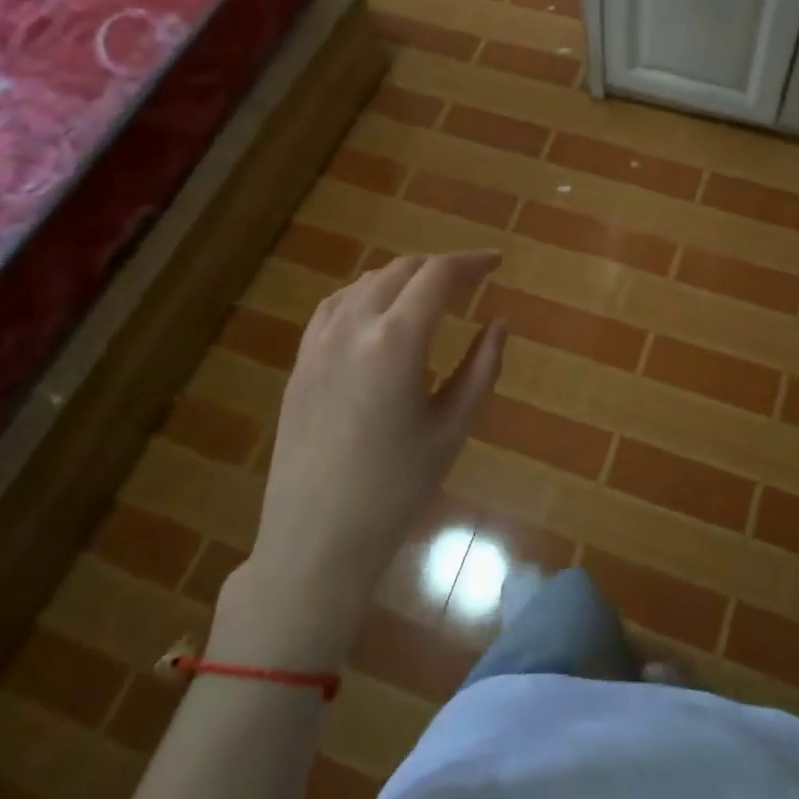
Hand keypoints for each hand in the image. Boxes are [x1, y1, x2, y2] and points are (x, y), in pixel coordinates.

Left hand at [217, 252, 506, 666]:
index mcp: (396, 339)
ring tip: (430, 294)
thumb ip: (481, 368)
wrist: (316, 536)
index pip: (439, 276)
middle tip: (471, 280)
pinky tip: (378, 313)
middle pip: (402, 270)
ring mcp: (319, 341)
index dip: (471, 262)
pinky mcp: (301, 361)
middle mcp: (354, 326)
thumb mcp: (452, 428)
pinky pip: (335, 306)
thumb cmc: (396, 488)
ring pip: (366, 283)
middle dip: (440, 267)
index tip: (496, 263)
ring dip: (403, 278)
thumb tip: (498, 324)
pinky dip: (366, 295)